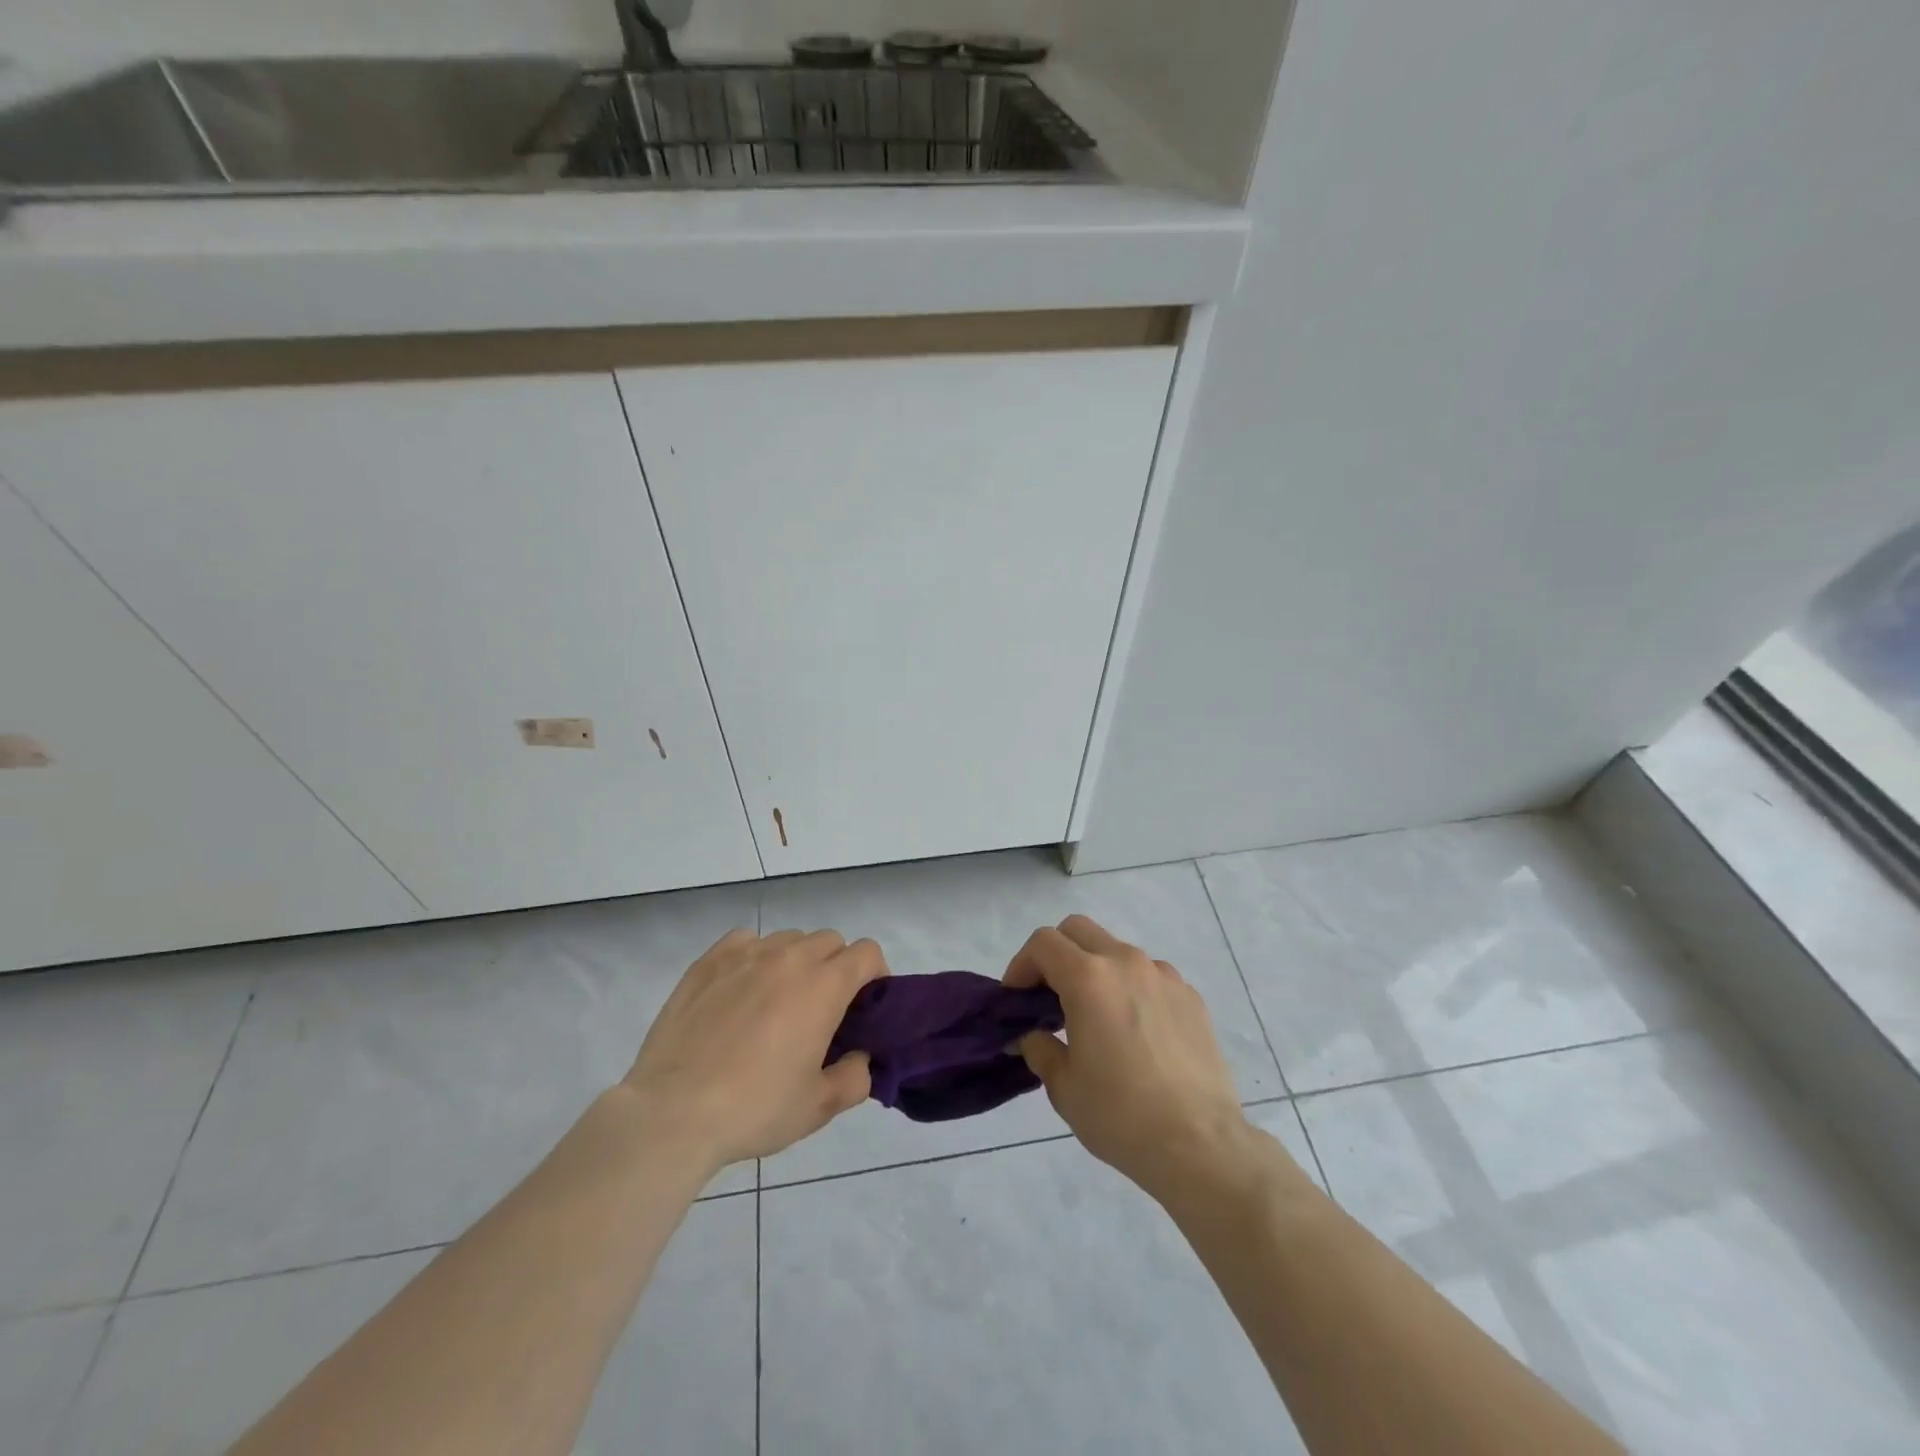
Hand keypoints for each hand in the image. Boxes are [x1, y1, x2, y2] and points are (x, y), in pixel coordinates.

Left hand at [624, 927, 886, 1173]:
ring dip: (796, 961)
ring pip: (788, 939)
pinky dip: (754, 956)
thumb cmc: (754, 1108)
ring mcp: (745, 954)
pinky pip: (745, 941)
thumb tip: (859, 1058)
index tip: (864, 1006)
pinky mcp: (708, 962)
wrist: (673, 1113)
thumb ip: (855, 1078)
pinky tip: (742, 990)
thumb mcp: (818, 1107)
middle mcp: (789, 957)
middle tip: (823, 1009)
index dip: (875, 975)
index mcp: (824, 986)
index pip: (867, 953)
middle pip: (829, 941)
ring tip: (778, 1001)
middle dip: (836, 967)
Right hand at [1006, 915, 1254, 1203]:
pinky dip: (1131, 989)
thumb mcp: (1064, 1086)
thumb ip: (1040, 1049)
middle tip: (1048, 996)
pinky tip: (1135, 1033)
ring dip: (1096, 970)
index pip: (1043, 943)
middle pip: (1079, 930)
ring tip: (1096, 1018)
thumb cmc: (1121, 1115)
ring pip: (1116, 951)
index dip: (1021, 964)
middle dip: (1055, 954)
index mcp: (1089, 979)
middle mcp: (1127, 963)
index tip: (1016, 997)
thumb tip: (1031, 1036)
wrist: (1201, 1145)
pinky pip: (1150, 977)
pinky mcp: (1191, 997)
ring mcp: (1164, 976)